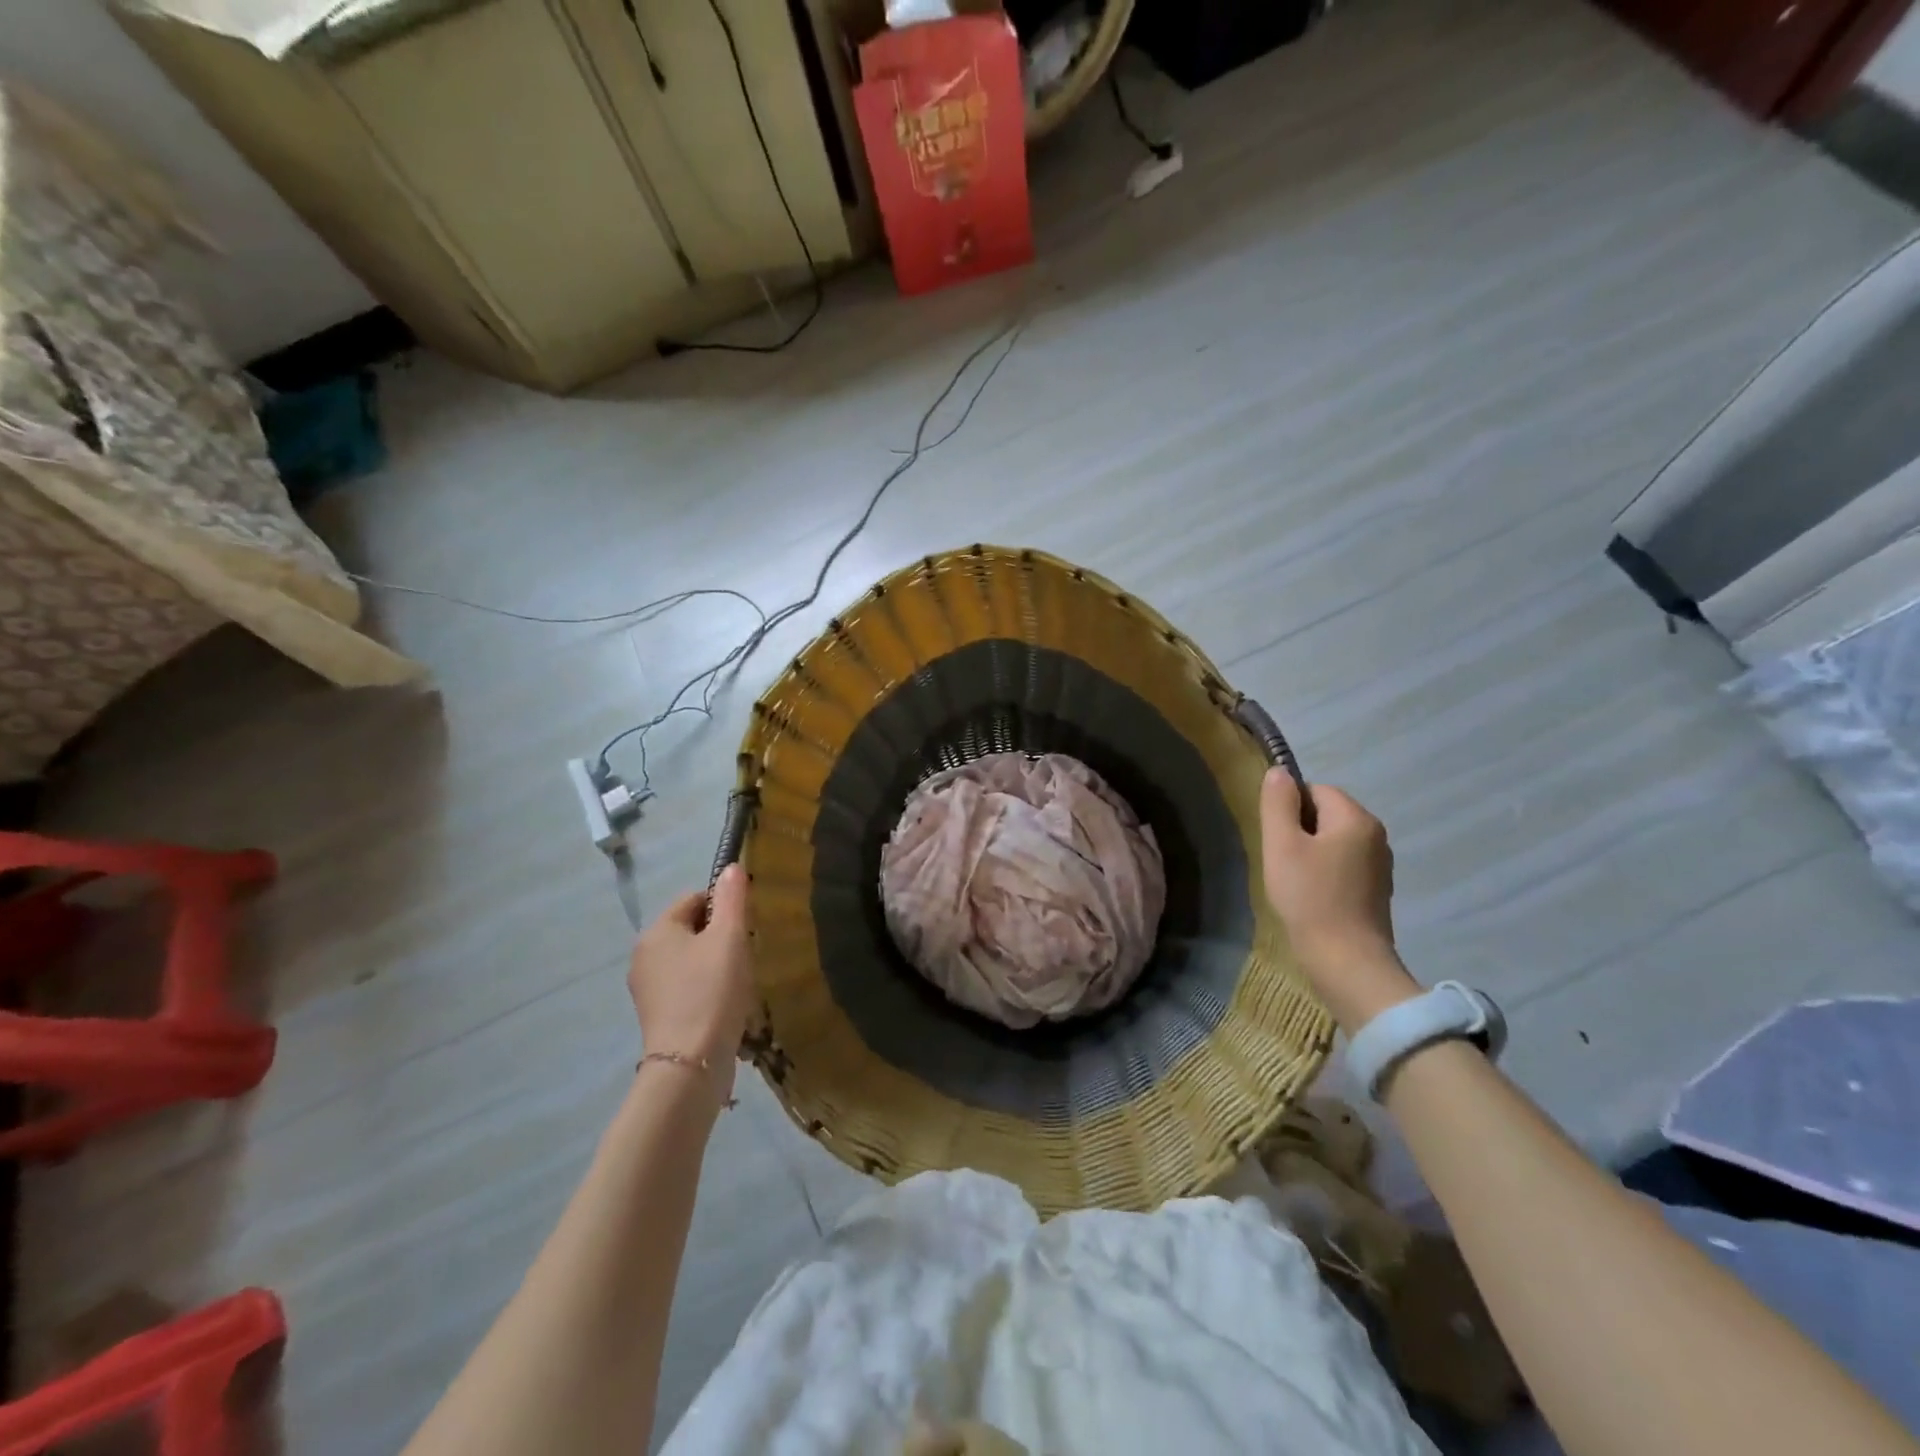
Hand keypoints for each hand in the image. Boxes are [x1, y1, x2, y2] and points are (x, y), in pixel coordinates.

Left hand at [628, 864, 752, 1086]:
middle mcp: (643, 956)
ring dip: (716, 964)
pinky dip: (707, 989)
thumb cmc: (711, 992)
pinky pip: (687, 986)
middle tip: (745, 955)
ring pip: (690, 959)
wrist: (690, 1064)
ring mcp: (647, 989)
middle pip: (691, 929)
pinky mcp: (657, 1016)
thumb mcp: (729, 937)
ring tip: (738, 982)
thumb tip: (731, 868)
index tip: (745, 929)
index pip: (694, 899)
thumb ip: (732, 898)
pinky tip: (726, 1004)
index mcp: (656, 931)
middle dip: (720, 937)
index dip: (724, 907)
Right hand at [1259, 770, 1417, 1030]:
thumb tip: (1279, 772)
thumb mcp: (1282, 845)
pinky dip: (1325, 874)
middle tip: (1281, 861)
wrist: (1346, 961)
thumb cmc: (1309, 897)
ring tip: (1294, 881)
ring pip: (1334, 842)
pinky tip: (1312, 897)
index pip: (1316, 790)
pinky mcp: (1377, 891)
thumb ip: (1278, 803)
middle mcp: (1376, 835)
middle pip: (1327, 814)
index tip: (1276, 838)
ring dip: (1311, 854)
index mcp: (1356, 818)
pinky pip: (1344, 866)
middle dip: (1300, 831)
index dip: (1289, 809)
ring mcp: (1380, 865)